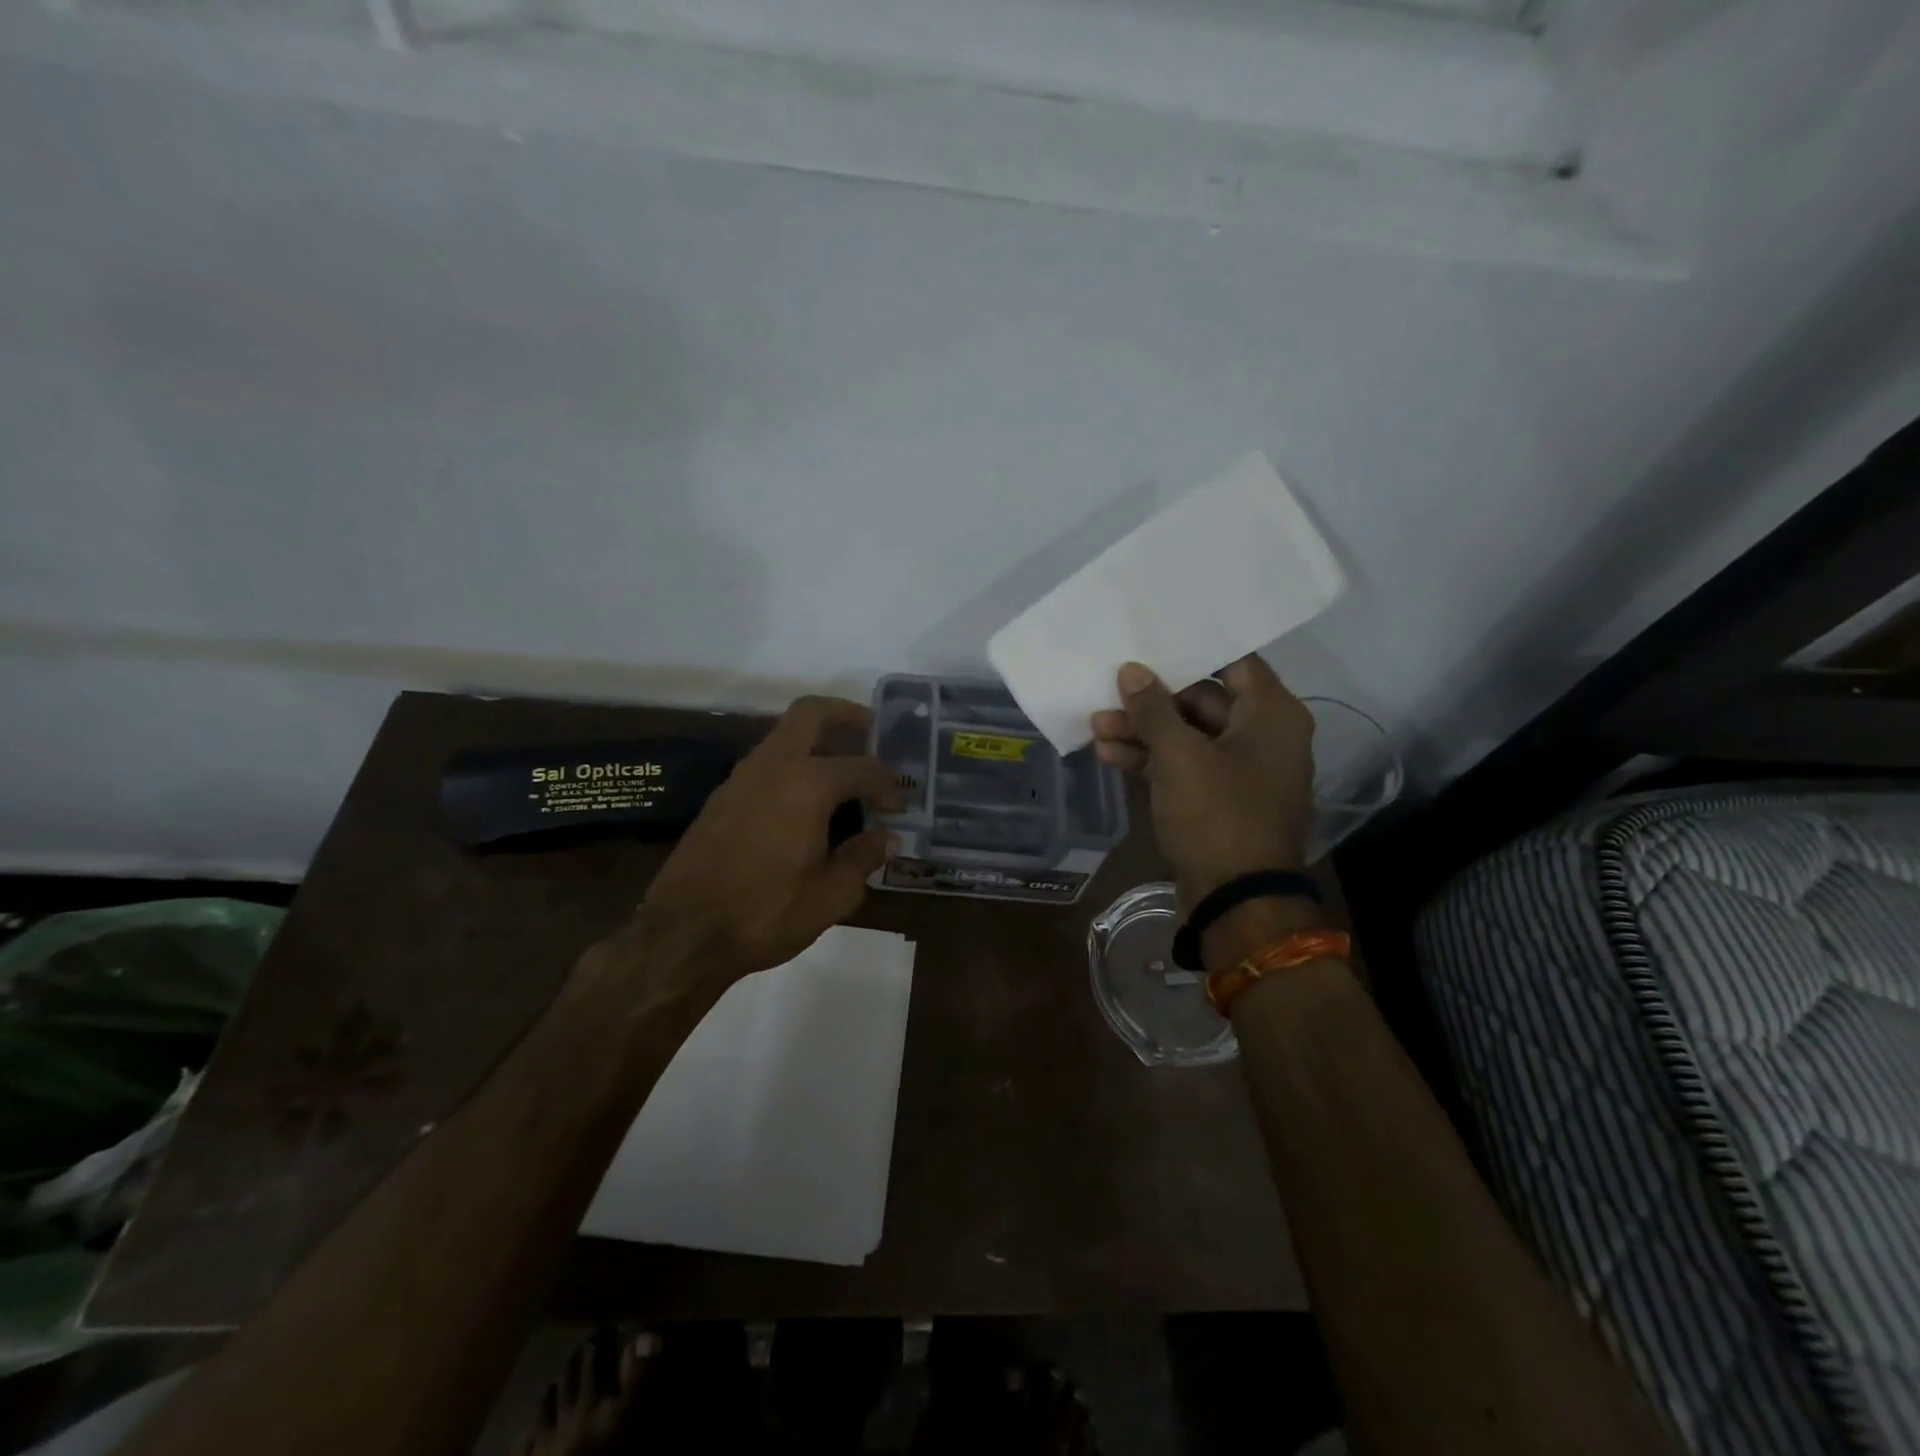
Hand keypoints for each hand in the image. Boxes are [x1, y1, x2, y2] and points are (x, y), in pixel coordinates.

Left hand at [632, 696, 903, 994]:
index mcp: (808, 785)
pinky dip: (792, 764)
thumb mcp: (831, 895)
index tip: (899, 806)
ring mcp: (741, 777)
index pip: (862, 768)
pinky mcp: (722, 797)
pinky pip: (766, 762)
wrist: (684, 933)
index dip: (888, 784)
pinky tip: (805, 801)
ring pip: (784, 735)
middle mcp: (773, 766)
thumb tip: (887, 838)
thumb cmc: (766, 913)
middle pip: (811, 713)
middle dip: (845, 713)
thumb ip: (863, 858)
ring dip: (815, 740)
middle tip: (871, 729)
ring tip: (842, 770)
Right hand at [1090, 655, 1314, 907]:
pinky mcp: (1219, 800)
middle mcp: (1263, 737)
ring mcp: (1240, 771)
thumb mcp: (1180, 756)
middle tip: (1108, 695)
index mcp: (1272, 715)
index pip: (1233, 662)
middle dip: (1151, 702)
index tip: (1148, 643)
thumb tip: (1131, 670)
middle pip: (1202, 701)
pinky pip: (1185, 767)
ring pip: (1188, 737)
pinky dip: (1152, 760)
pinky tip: (1110, 755)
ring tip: (1097, 726)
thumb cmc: (1218, 815)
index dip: (1188, 652)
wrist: (1236, 901)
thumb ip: (1153, 709)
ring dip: (1144, 732)